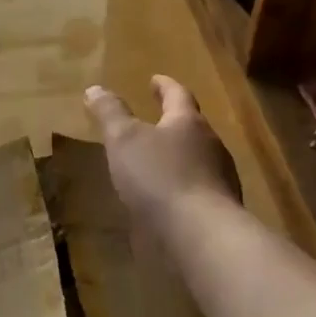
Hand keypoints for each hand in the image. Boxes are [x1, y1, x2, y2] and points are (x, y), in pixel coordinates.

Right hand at [85, 76, 239, 237]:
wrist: (202, 236)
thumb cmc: (160, 177)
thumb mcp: (124, 140)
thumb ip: (110, 113)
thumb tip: (95, 88)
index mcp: (188, 122)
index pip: (178, 94)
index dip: (164, 86)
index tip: (155, 80)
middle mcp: (211, 146)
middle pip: (192, 127)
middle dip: (173, 123)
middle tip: (155, 121)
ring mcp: (220, 180)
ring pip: (198, 159)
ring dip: (178, 157)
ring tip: (156, 163)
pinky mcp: (219, 211)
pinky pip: (198, 190)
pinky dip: (182, 187)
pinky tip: (167, 200)